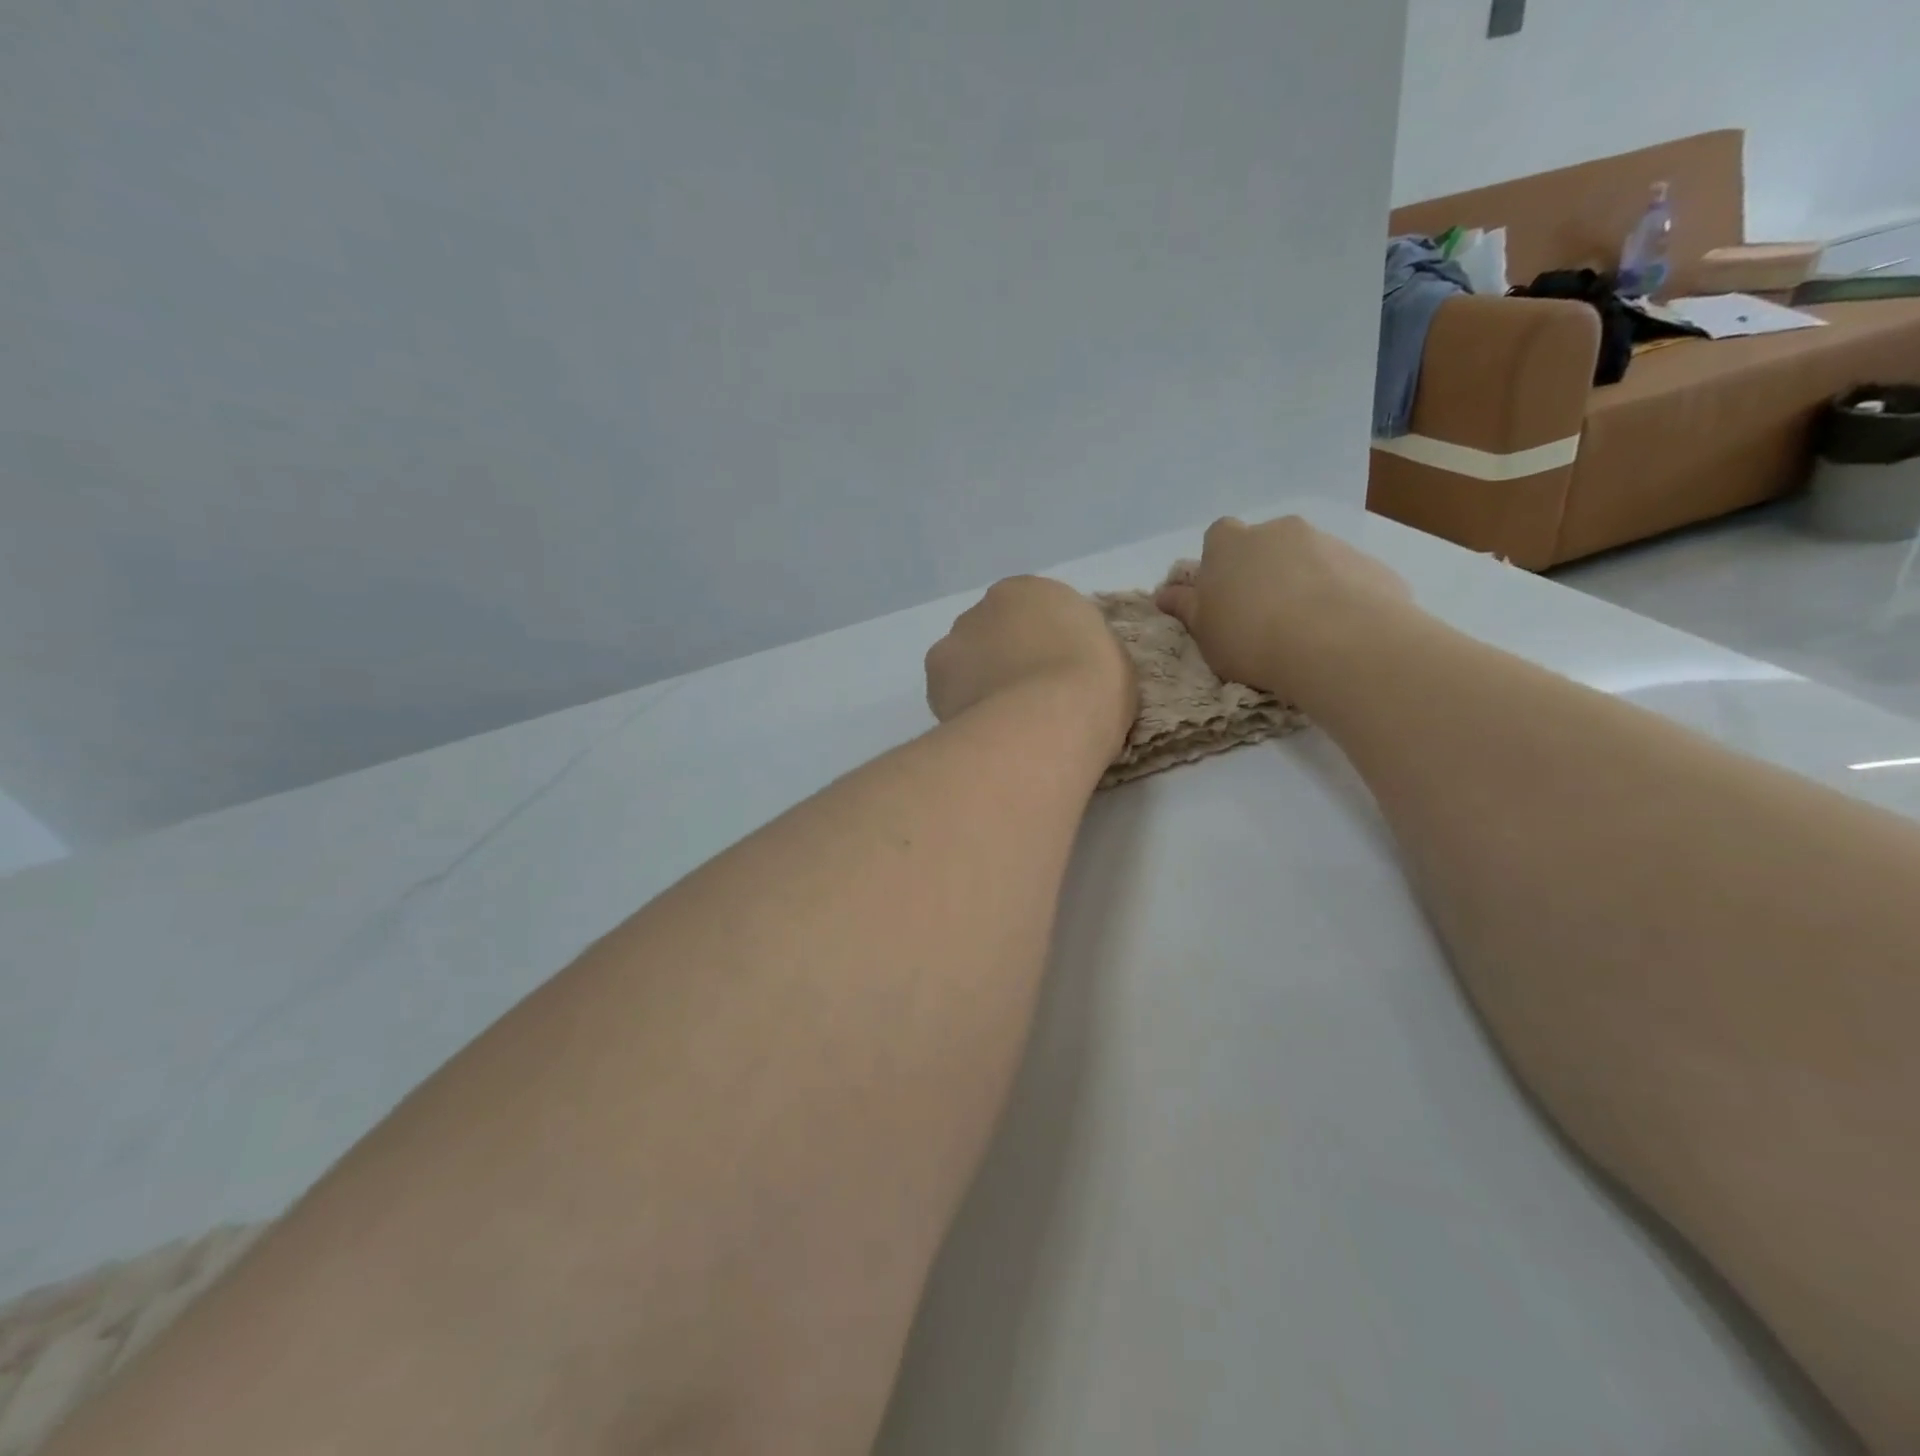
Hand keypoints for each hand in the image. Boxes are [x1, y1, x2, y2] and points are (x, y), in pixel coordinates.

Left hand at [926, 576, 1135, 757]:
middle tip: (1025, 701)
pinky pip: (948, 690)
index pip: (1034, 613)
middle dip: (1004, 660)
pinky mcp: (934, 674)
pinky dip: (960, 706)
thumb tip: (1063, 669)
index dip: (1042, 647)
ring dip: (977, 682)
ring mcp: (956, 637)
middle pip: (993, 632)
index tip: (1053, 677)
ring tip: (1001, 722)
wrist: (1049, 717)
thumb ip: (1079, 652)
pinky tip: (980, 730)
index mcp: (1035, 591)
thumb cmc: (1094, 684)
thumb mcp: (1109, 658)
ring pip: (965, 660)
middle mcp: (988, 604)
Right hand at [1155, 516, 1410, 697]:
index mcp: (1230, 544)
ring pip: (1309, 559)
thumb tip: (1164, 593)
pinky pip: (1346, 578)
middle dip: (1265, 571)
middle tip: (1263, 616)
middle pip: (1266, 545)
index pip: (1218, 537)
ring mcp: (1328, 542)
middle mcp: (1279, 530)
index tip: (1224, 595)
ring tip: (1305, 631)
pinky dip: (1340, 597)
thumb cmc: (1251, 636)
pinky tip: (1339, 633)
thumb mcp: (1204, 631)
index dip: (1220, 564)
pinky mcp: (1368, 564)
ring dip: (1304, 583)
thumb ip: (1186, 608)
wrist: (1337, 642)